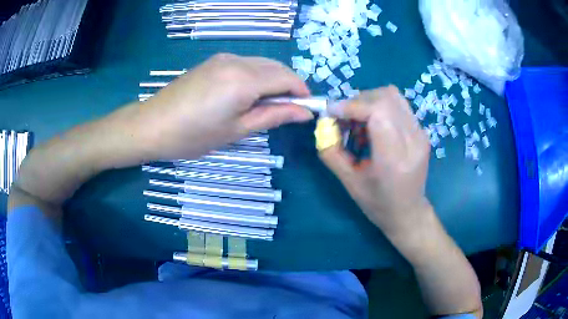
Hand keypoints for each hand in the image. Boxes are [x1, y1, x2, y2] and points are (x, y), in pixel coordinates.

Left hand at [137, 54, 313, 159]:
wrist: (152, 125)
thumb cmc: (193, 136)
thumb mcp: (237, 130)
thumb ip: (274, 116)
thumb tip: (305, 113)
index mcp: (245, 79)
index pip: (287, 78)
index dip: (302, 92)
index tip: (306, 110)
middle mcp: (237, 61)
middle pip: (277, 67)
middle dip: (288, 86)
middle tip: (286, 111)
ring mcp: (223, 58)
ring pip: (262, 64)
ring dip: (272, 81)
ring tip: (265, 106)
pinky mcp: (213, 61)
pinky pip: (246, 64)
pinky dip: (256, 77)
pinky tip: (247, 95)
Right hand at [319, 86, 431, 237]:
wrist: (408, 213)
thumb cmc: (378, 204)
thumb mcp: (349, 183)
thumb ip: (331, 152)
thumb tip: (322, 126)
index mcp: (394, 159)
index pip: (377, 112)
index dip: (352, 105)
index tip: (332, 112)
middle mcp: (413, 141)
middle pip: (385, 97)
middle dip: (358, 101)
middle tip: (344, 119)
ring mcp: (421, 134)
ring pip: (393, 96)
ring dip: (369, 102)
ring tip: (359, 124)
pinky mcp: (421, 131)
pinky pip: (398, 105)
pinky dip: (380, 107)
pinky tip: (373, 127)